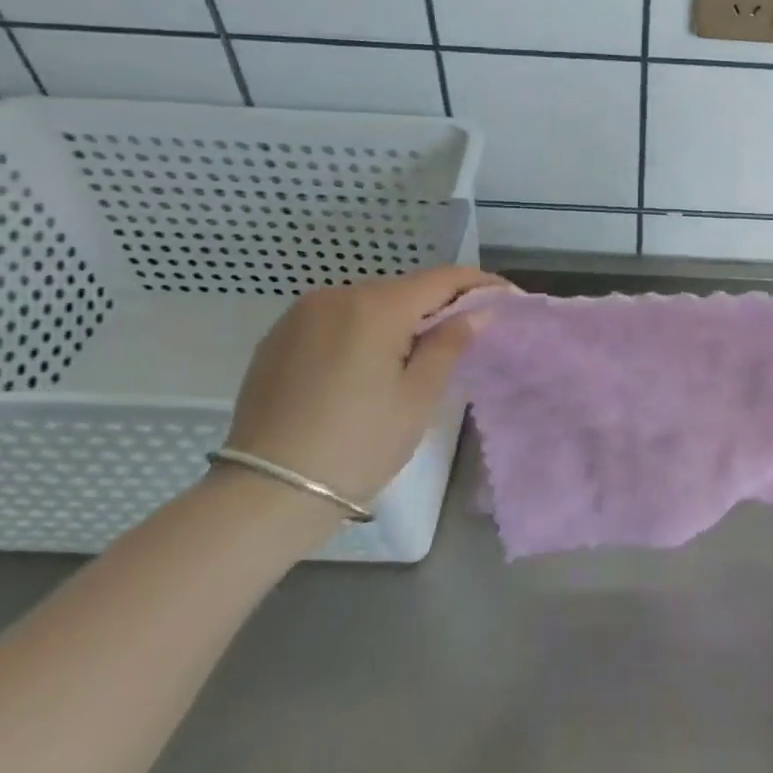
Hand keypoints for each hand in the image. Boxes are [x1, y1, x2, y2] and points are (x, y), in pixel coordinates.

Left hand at [223, 266, 506, 519]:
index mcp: (376, 306)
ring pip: (368, 303)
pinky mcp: (278, 337)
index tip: (507, 298)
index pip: (443, 279)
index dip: (480, 284)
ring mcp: (301, 314)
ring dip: (399, 319)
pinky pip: (336, 320)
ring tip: (416, 354)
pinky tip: (367, 365)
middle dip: (439, 305)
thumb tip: (479, 312)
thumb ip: (450, 344)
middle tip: (465, 334)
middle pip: (404, 289)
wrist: (266, 493)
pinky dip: (362, 331)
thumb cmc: (357, 445)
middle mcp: (336, 295)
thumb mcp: (416, 397)